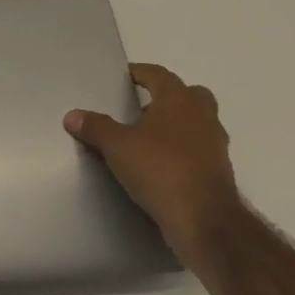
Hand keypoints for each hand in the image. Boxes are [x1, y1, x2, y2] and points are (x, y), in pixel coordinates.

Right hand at [64, 62, 239, 259]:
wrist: (205, 222)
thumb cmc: (160, 170)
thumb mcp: (117, 146)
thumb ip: (96, 127)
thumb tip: (72, 116)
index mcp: (178, 100)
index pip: (159, 74)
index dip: (141, 72)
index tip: (126, 76)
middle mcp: (202, 116)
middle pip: (190, 94)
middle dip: (169, 96)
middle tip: (144, 106)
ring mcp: (216, 145)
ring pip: (199, 123)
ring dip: (179, 125)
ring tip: (151, 137)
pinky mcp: (221, 173)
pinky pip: (201, 150)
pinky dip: (185, 151)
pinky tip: (164, 165)